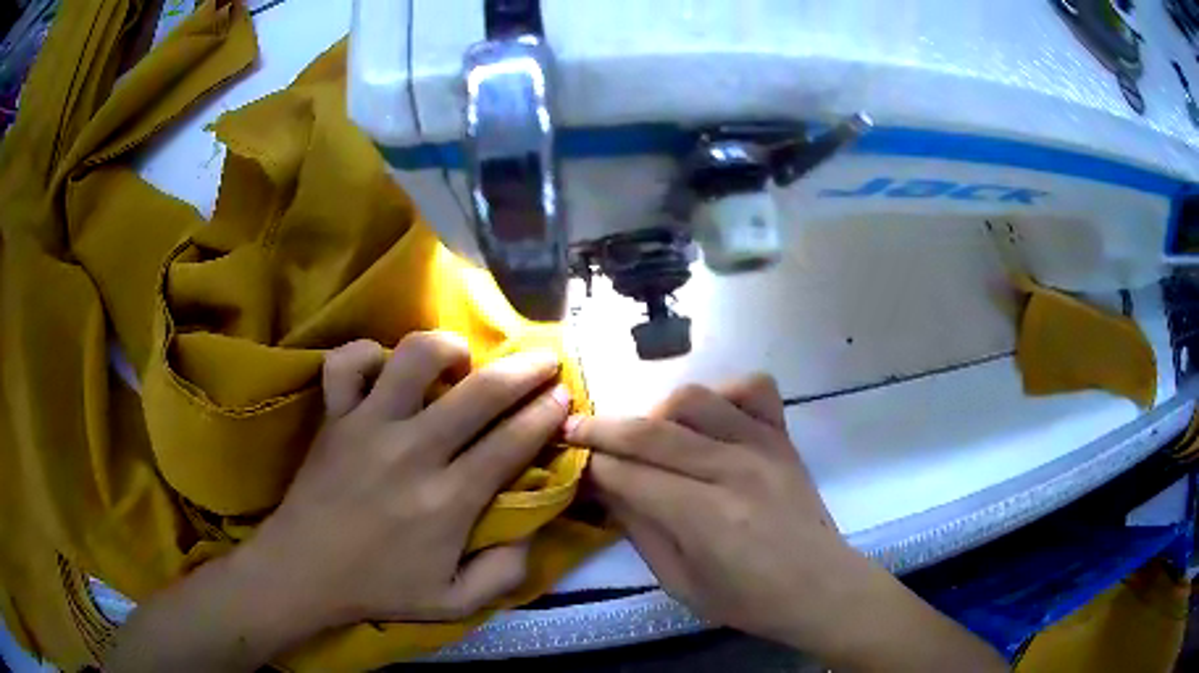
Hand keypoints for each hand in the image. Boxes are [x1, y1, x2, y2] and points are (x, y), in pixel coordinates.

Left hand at [244, 332, 570, 627]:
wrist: (304, 572)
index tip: (564, 398)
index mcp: (448, 500)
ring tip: (461, 360)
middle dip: (525, 369)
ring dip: (448, 348)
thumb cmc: (379, 588)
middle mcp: (413, 451)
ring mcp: (368, 426)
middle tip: (544, 361)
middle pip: (481, 392)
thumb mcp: (455, 604)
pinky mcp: (335, 416)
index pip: (512, 442)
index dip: (547, 414)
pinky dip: (368, 354)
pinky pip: (347, 362)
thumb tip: (531, 535)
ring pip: (414, 357)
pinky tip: (384, 369)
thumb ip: (504, 575)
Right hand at [568, 376, 1005, 670]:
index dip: (592, 466)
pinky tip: (709, 416)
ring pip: (694, 399)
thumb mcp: (680, 583)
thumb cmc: (748, 600)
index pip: (628, 474)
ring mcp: (763, 445)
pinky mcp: (783, 436)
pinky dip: (724, 391)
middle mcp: (733, 469)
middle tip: (575, 429)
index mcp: (705, 517)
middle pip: (651, 432)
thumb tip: (606, 487)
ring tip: (645, 431)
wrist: (820, 588)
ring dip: (657, 410)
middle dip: (602, 428)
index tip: (569, 461)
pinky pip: (753, 387)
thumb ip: (641, 531)